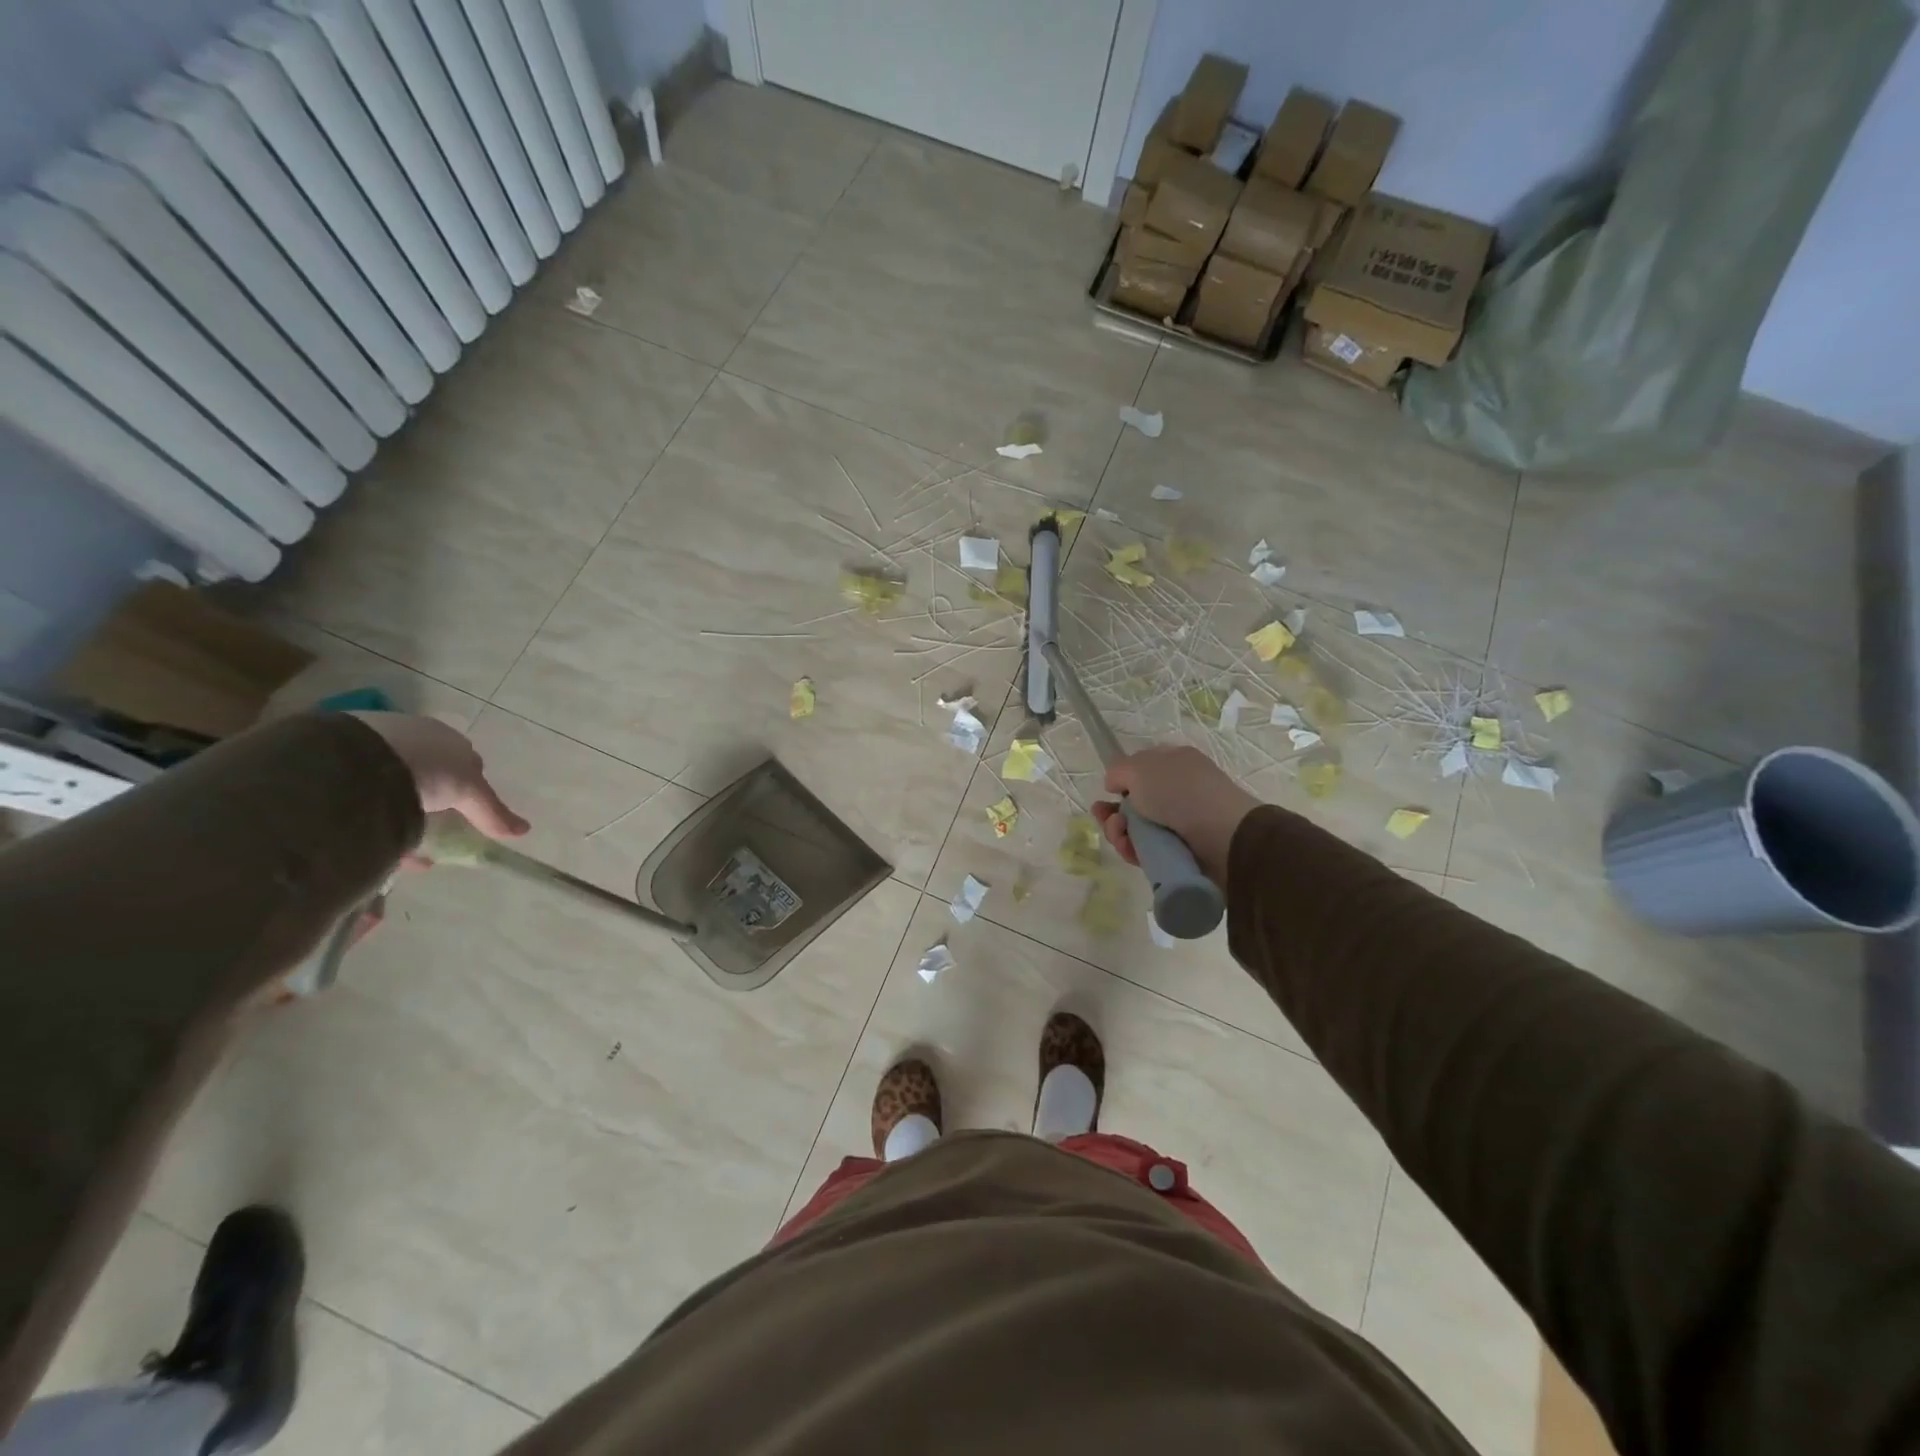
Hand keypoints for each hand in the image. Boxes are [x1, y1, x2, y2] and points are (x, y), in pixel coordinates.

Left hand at [347, 713, 528, 840]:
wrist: (356, 760)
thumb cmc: (426, 767)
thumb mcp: (469, 791)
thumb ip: (492, 812)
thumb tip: (524, 830)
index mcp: (445, 737)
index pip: (464, 762)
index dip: (469, 788)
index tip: (466, 813)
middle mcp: (411, 737)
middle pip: (431, 772)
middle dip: (434, 799)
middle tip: (433, 827)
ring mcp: (372, 747)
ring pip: (395, 784)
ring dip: (402, 811)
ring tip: (401, 842)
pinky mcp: (337, 763)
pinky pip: (362, 794)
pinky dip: (372, 818)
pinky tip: (374, 840)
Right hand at [1092, 745, 1258, 886]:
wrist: (1224, 837)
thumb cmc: (1180, 792)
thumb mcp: (1140, 768)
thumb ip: (1118, 770)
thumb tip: (1114, 785)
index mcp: (1174, 763)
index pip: (1140, 769)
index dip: (1121, 781)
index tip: (1109, 792)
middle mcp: (1177, 791)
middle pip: (1133, 803)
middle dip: (1113, 813)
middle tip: (1106, 819)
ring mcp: (1180, 823)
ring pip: (1136, 829)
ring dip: (1119, 833)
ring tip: (1121, 837)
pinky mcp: (1180, 852)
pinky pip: (1147, 851)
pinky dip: (1134, 851)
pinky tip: (1130, 850)